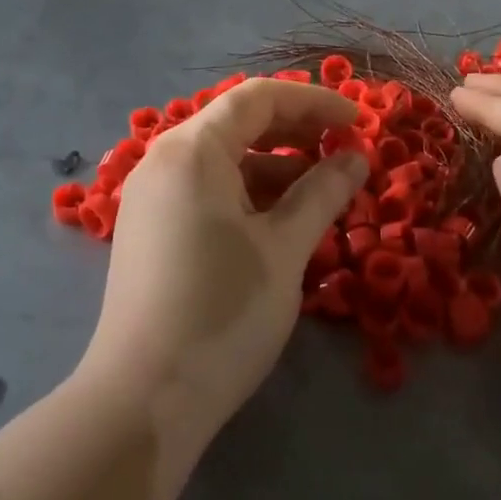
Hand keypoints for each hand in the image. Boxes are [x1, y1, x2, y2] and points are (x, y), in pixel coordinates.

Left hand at [80, 78, 367, 438]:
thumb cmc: (222, 312)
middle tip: (343, 150)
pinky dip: (246, 192)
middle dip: (294, 130)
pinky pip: (204, 188)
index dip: (313, 102)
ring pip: (221, 158)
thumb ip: (322, 192)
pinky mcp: (149, 228)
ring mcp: (151, 195)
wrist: (142, 401)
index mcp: (192, 150)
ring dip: (273, 165)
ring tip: (320, 190)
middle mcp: (164, 159)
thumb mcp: (284, 249)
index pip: (258, 98)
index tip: (358, 122)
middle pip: (236, 122)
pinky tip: (278, 219)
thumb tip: (356, 156)